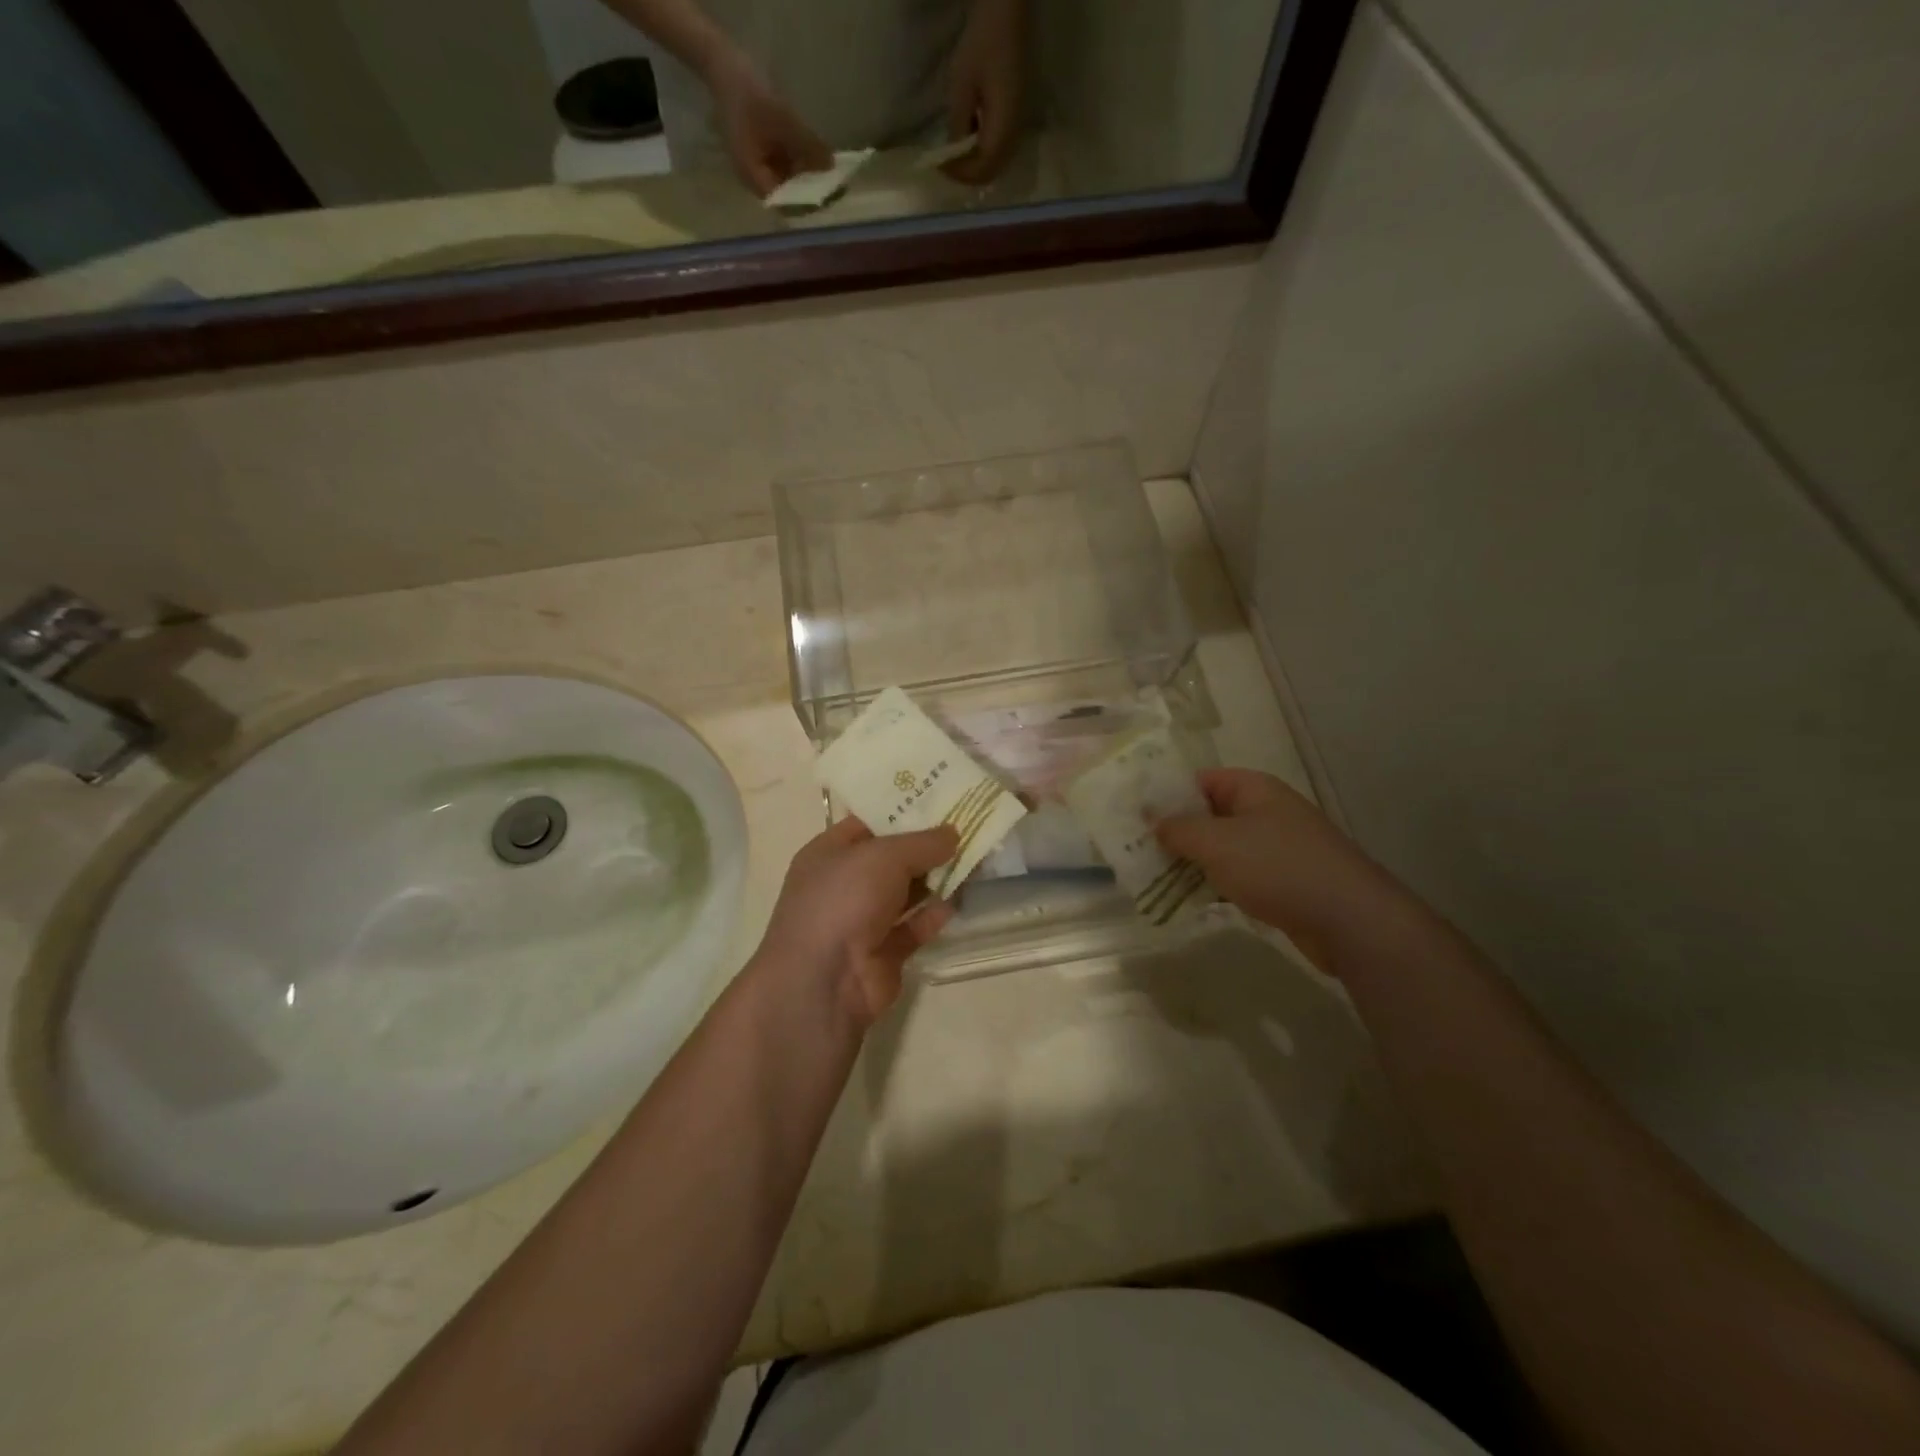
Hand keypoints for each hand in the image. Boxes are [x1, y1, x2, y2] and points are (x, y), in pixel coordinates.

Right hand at [706, 51, 831, 196]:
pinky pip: (785, 166)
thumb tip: (831, 166)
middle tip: (835, 189)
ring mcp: (759, 167)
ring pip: (788, 182)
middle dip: (809, 192)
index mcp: (753, 176)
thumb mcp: (783, 119)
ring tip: (830, 175)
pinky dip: (800, 164)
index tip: (827, 199)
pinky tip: (817, 159)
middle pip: (786, 196)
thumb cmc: (750, 93)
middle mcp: (755, 178)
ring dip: (807, 179)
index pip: (783, 203)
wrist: (725, 64)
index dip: (805, 203)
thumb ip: (807, 144)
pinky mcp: (763, 154)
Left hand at [756, 816, 957, 1025]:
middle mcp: (843, 884)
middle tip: (967, 827)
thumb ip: (922, 842)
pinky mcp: (883, 952)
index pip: (868, 822)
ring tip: (974, 859)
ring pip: (905, 893)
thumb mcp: (884, 856)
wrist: (824, 982)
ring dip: (935, 879)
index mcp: (829, 853)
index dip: (902, 810)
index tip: (941, 799)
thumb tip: (953, 834)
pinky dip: (933, 915)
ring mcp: (862, 920)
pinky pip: (913, 927)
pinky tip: (958, 901)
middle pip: (891, 858)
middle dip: (927, 845)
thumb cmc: (843, 900)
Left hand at [944, 0, 1024, 184]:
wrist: (1009, 15)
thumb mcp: (962, 85)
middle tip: (947, 164)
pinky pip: (1001, 148)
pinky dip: (984, 152)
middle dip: (968, 173)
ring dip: (976, 164)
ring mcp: (1019, 125)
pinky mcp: (1018, 117)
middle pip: (992, 171)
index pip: (982, 168)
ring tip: (956, 153)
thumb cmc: (983, 43)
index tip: (941, 166)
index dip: (961, 174)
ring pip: (997, 163)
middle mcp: (1016, 132)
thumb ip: (959, 125)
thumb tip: (953, 156)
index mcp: (1003, 126)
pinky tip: (971, 136)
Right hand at [1156, 769, 1409, 971]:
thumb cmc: (1278, 868)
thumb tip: (1152, 819)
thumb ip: (1179, 829)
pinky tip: (1188, 899)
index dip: (1167, 794)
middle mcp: (1265, 812)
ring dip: (1191, 861)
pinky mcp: (1281, 882)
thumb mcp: (1217, 843)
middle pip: (1209, 814)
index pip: (1200, 780)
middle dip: (1174, 831)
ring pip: (1221, 848)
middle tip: (1136, 848)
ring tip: (1152, 875)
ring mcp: (1276, 848)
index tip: (1134, 815)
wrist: (1350, 920)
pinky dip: (1213, 884)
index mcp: (1253, 790)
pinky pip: (1236, 875)